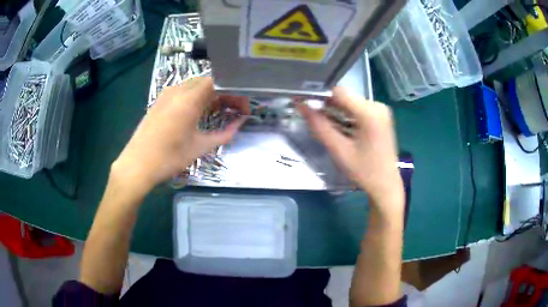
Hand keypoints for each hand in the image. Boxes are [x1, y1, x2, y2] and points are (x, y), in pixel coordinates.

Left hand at [112, 77, 248, 192]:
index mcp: (189, 99)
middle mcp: (178, 90)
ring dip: (210, 95)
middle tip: (234, 109)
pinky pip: (183, 92)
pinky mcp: (160, 101)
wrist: (137, 165)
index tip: (242, 105)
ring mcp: (166, 94)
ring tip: (219, 111)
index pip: (218, 81)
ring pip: (195, 86)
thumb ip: (224, 134)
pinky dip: (196, 97)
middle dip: (224, 92)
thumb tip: (240, 124)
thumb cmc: (169, 157)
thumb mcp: (200, 147)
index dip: (234, 90)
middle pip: (207, 82)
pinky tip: (199, 112)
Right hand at [298, 87, 402, 206]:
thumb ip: (319, 126)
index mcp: (370, 112)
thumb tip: (301, 105)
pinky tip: (342, 130)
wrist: (385, 184)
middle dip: (328, 107)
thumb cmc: (364, 171)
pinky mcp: (380, 116)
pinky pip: (358, 109)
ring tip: (328, 127)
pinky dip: (346, 116)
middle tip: (316, 121)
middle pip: (345, 97)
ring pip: (350, 103)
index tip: (307, 106)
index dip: (320, 96)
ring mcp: (380, 110)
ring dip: (336, 112)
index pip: (339, 92)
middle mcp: (377, 106)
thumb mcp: (339, 150)